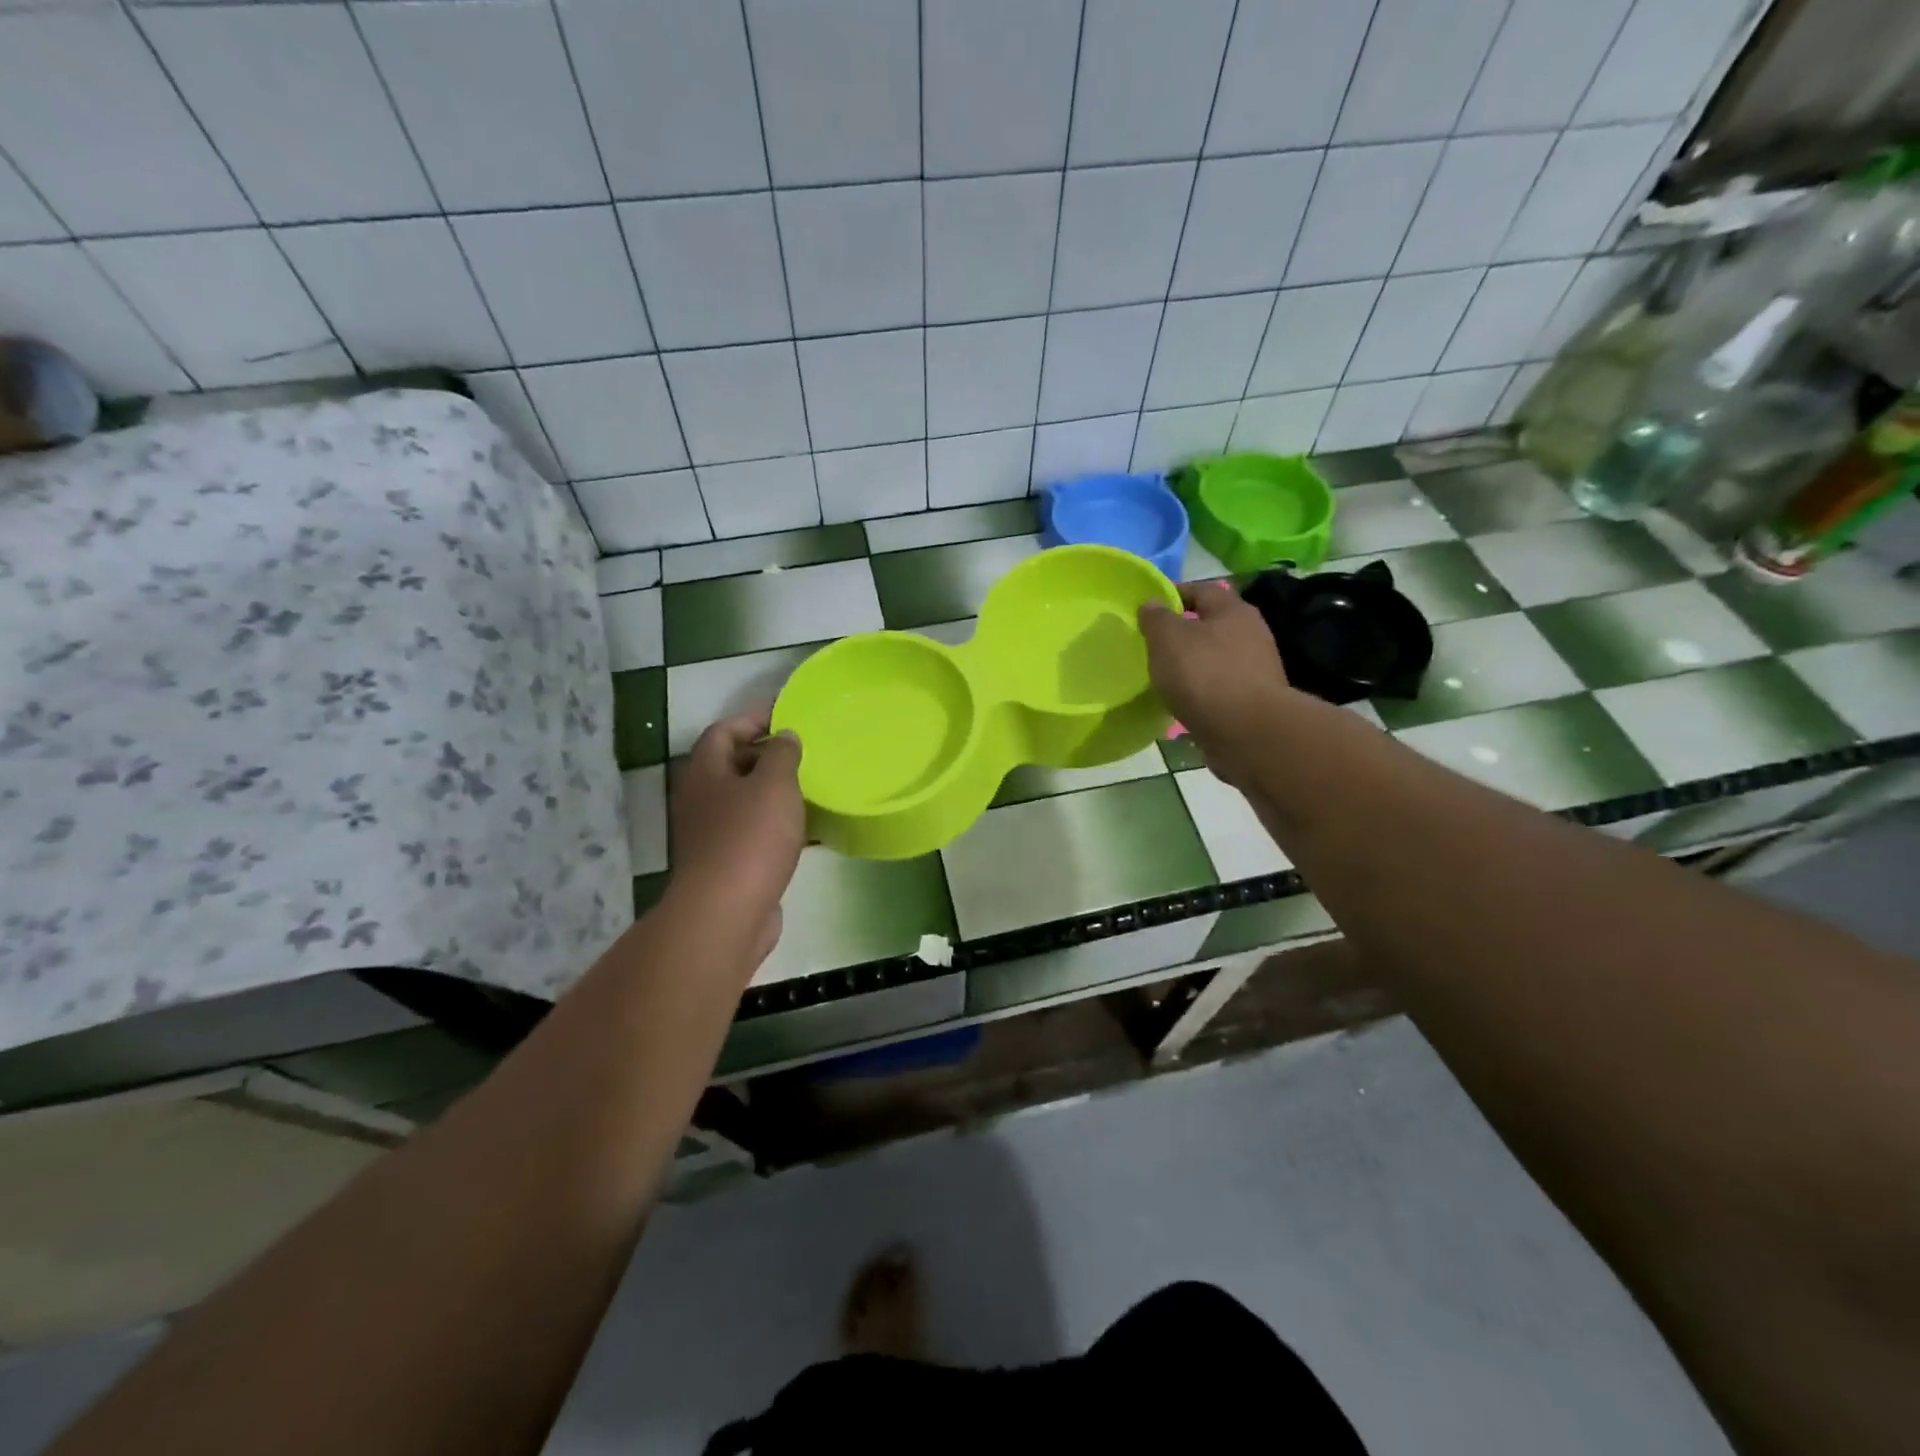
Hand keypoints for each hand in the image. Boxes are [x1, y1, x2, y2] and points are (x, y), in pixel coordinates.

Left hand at [667, 713, 805, 965]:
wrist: (727, 913)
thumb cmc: (749, 838)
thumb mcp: (774, 784)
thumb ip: (782, 754)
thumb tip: (785, 735)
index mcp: (705, 772)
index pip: (723, 731)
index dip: (753, 718)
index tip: (787, 714)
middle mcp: (701, 799)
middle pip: (731, 764)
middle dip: (766, 755)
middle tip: (804, 750)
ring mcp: (712, 834)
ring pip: (745, 801)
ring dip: (774, 791)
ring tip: (811, 785)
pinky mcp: (728, 864)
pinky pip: (755, 832)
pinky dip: (778, 824)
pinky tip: (807, 828)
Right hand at [1138, 583, 1294, 787]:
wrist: (1248, 734)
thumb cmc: (1205, 676)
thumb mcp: (1168, 640)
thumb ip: (1157, 618)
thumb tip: (1152, 602)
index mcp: (1233, 611)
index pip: (1201, 590)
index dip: (1174, 594)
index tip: (1148, 608)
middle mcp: (1250, 635)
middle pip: (1211, 625)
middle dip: (1182, 633)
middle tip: (1152, 645)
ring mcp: (1255, 670)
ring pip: (1214, 659)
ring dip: (1191, 665)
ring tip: (1163, 677)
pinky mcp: (1252, 702)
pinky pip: (1219, 688)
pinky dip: (1200, 691)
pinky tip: (1182, 702)